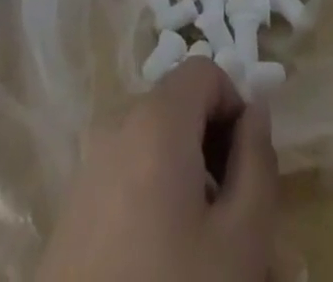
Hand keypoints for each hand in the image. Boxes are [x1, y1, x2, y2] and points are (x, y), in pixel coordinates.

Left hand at [37, 59, 278, 281]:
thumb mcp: (241, 240)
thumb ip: (258, 163)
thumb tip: (256, 111)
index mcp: (155, 119)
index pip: (205, 72)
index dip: (235, 109)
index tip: (248, 169)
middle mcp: (117, 125)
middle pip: (180, 111)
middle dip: (216, 153)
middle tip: (238, 220)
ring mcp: (90, 163)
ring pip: (157, 151)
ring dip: (190, 183)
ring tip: (208, 250)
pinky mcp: (74, 203)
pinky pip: (129, 177)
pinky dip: (157, 200)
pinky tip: (168, 260)